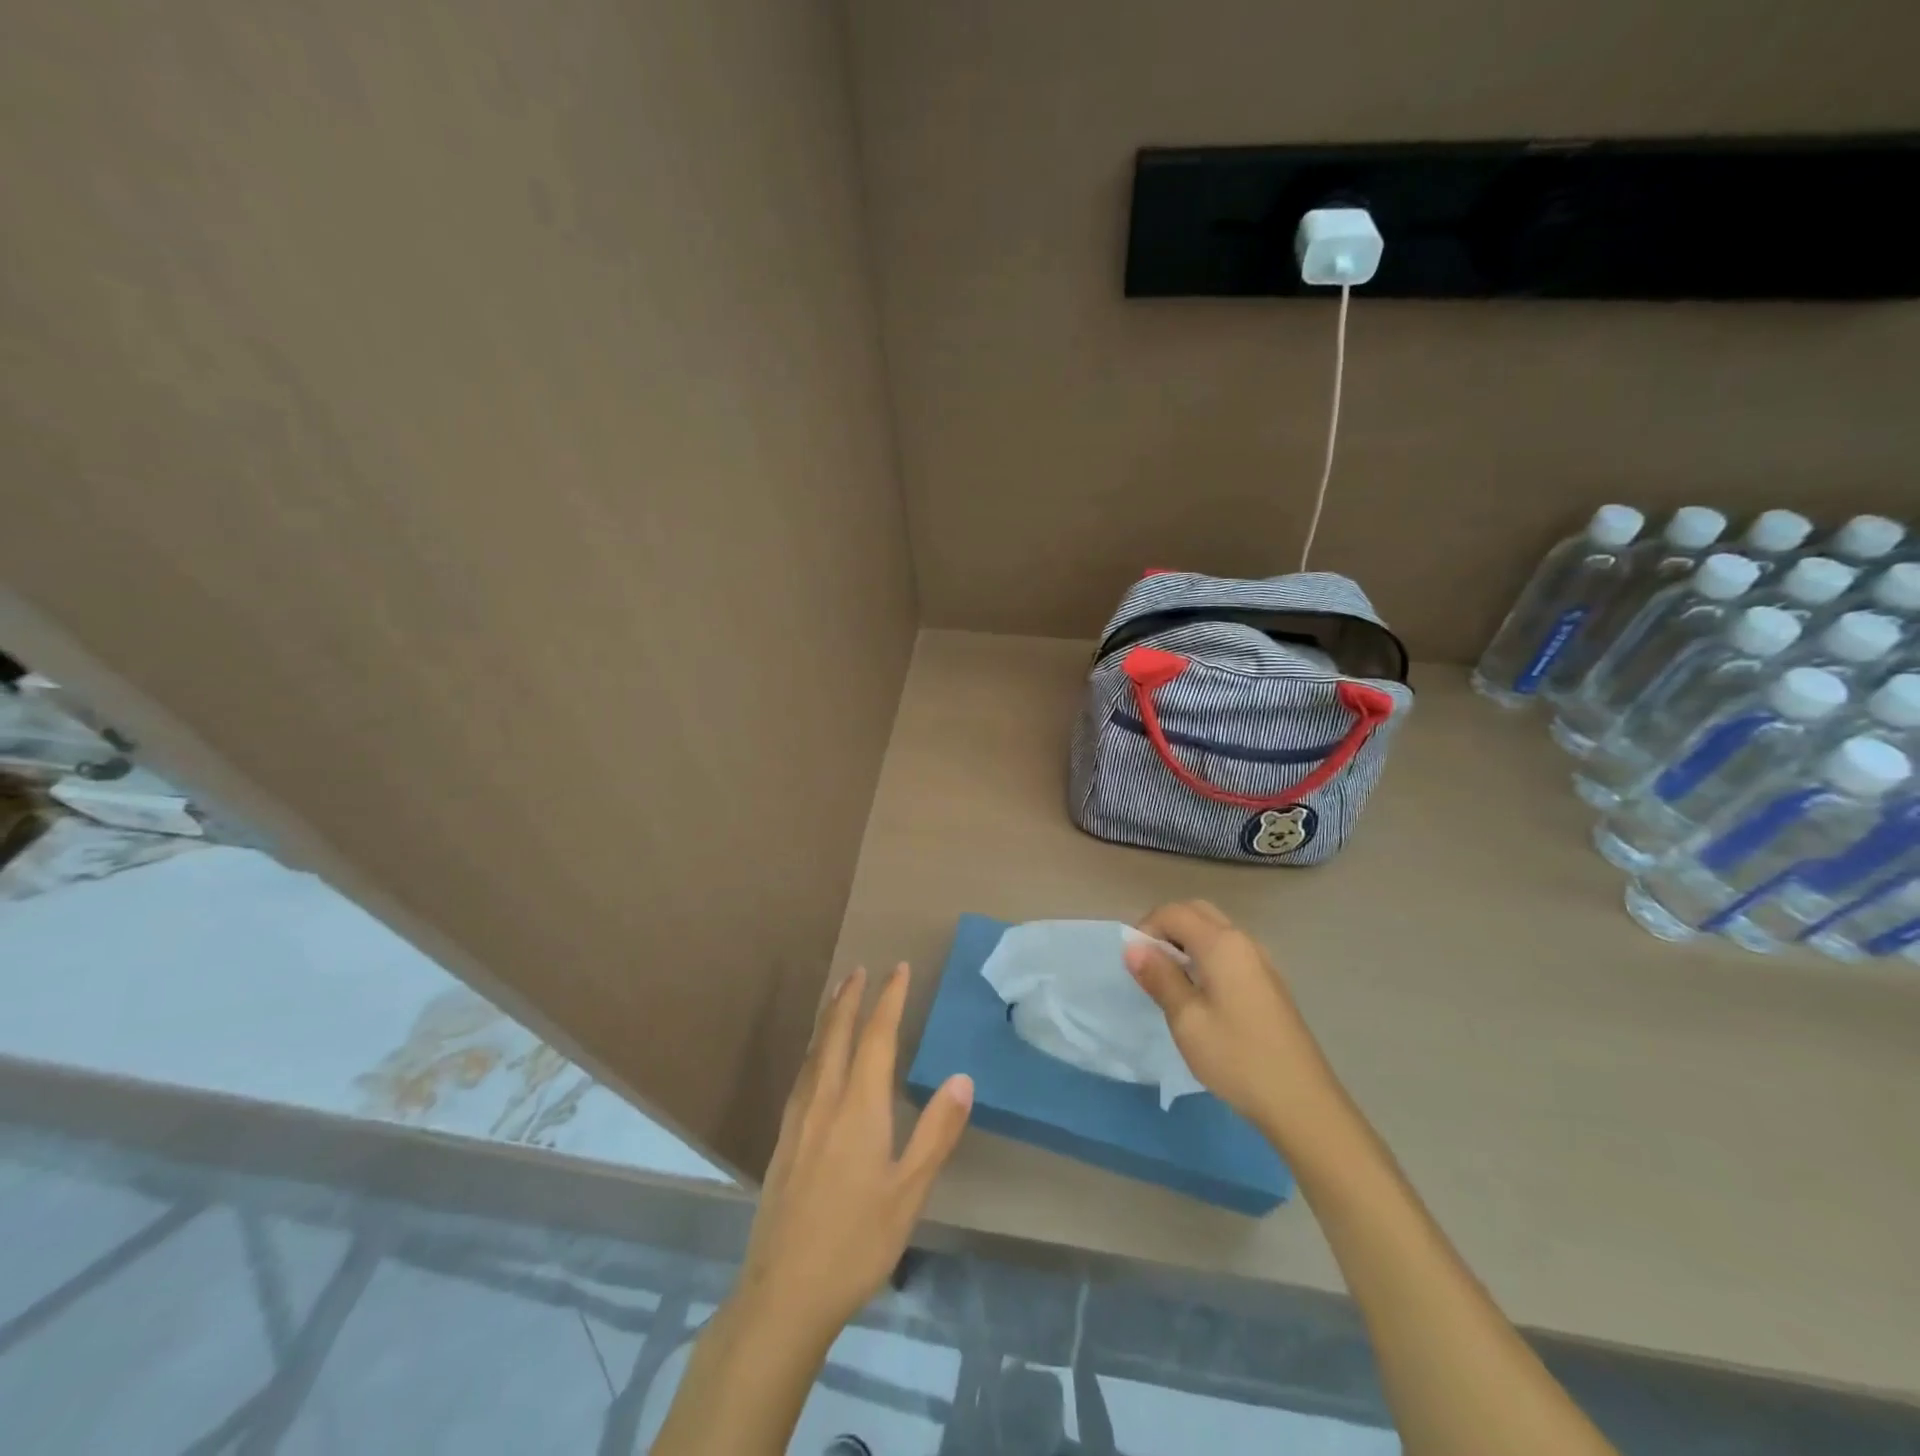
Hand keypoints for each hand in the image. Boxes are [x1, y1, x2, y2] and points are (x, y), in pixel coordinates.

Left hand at [731, 964, 973, 1341]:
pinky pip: (802, 1074)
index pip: (876, 1037)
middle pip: (835, 1034)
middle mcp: (824, 1101)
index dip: (889, 999)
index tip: (898, 968)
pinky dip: (814, 1048)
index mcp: (858, 1107)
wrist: (784, 1293)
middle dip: (849, 997)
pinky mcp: (783, 1140)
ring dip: (828, 1018)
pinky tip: (815, 1061)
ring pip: (813, 1052)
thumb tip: (962, 1077)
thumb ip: (936, 1132)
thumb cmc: (857, 1242)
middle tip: (861, 969)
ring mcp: (798, 1119)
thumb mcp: (910, 1192)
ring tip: (838, 998)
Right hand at [1124, 900, 1334, 1134]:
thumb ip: (1159, 977)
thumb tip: (1133, 946)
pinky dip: (1206, 955)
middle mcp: (1244, 941)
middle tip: (1149, 965)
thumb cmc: (1237, 1058)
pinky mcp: (1269, 982)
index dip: (1146, 928)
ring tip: (1171, 981)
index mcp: (1222, 944)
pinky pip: (1230, 950)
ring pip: (1215, 930)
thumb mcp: (1187, 1020)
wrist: (1302, 1103)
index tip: (1135, 963)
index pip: (1173, 912)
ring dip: (1186, 941)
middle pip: (1197, 912)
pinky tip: (1201, 994)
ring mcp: (1261, 961)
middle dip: (1166, 928)